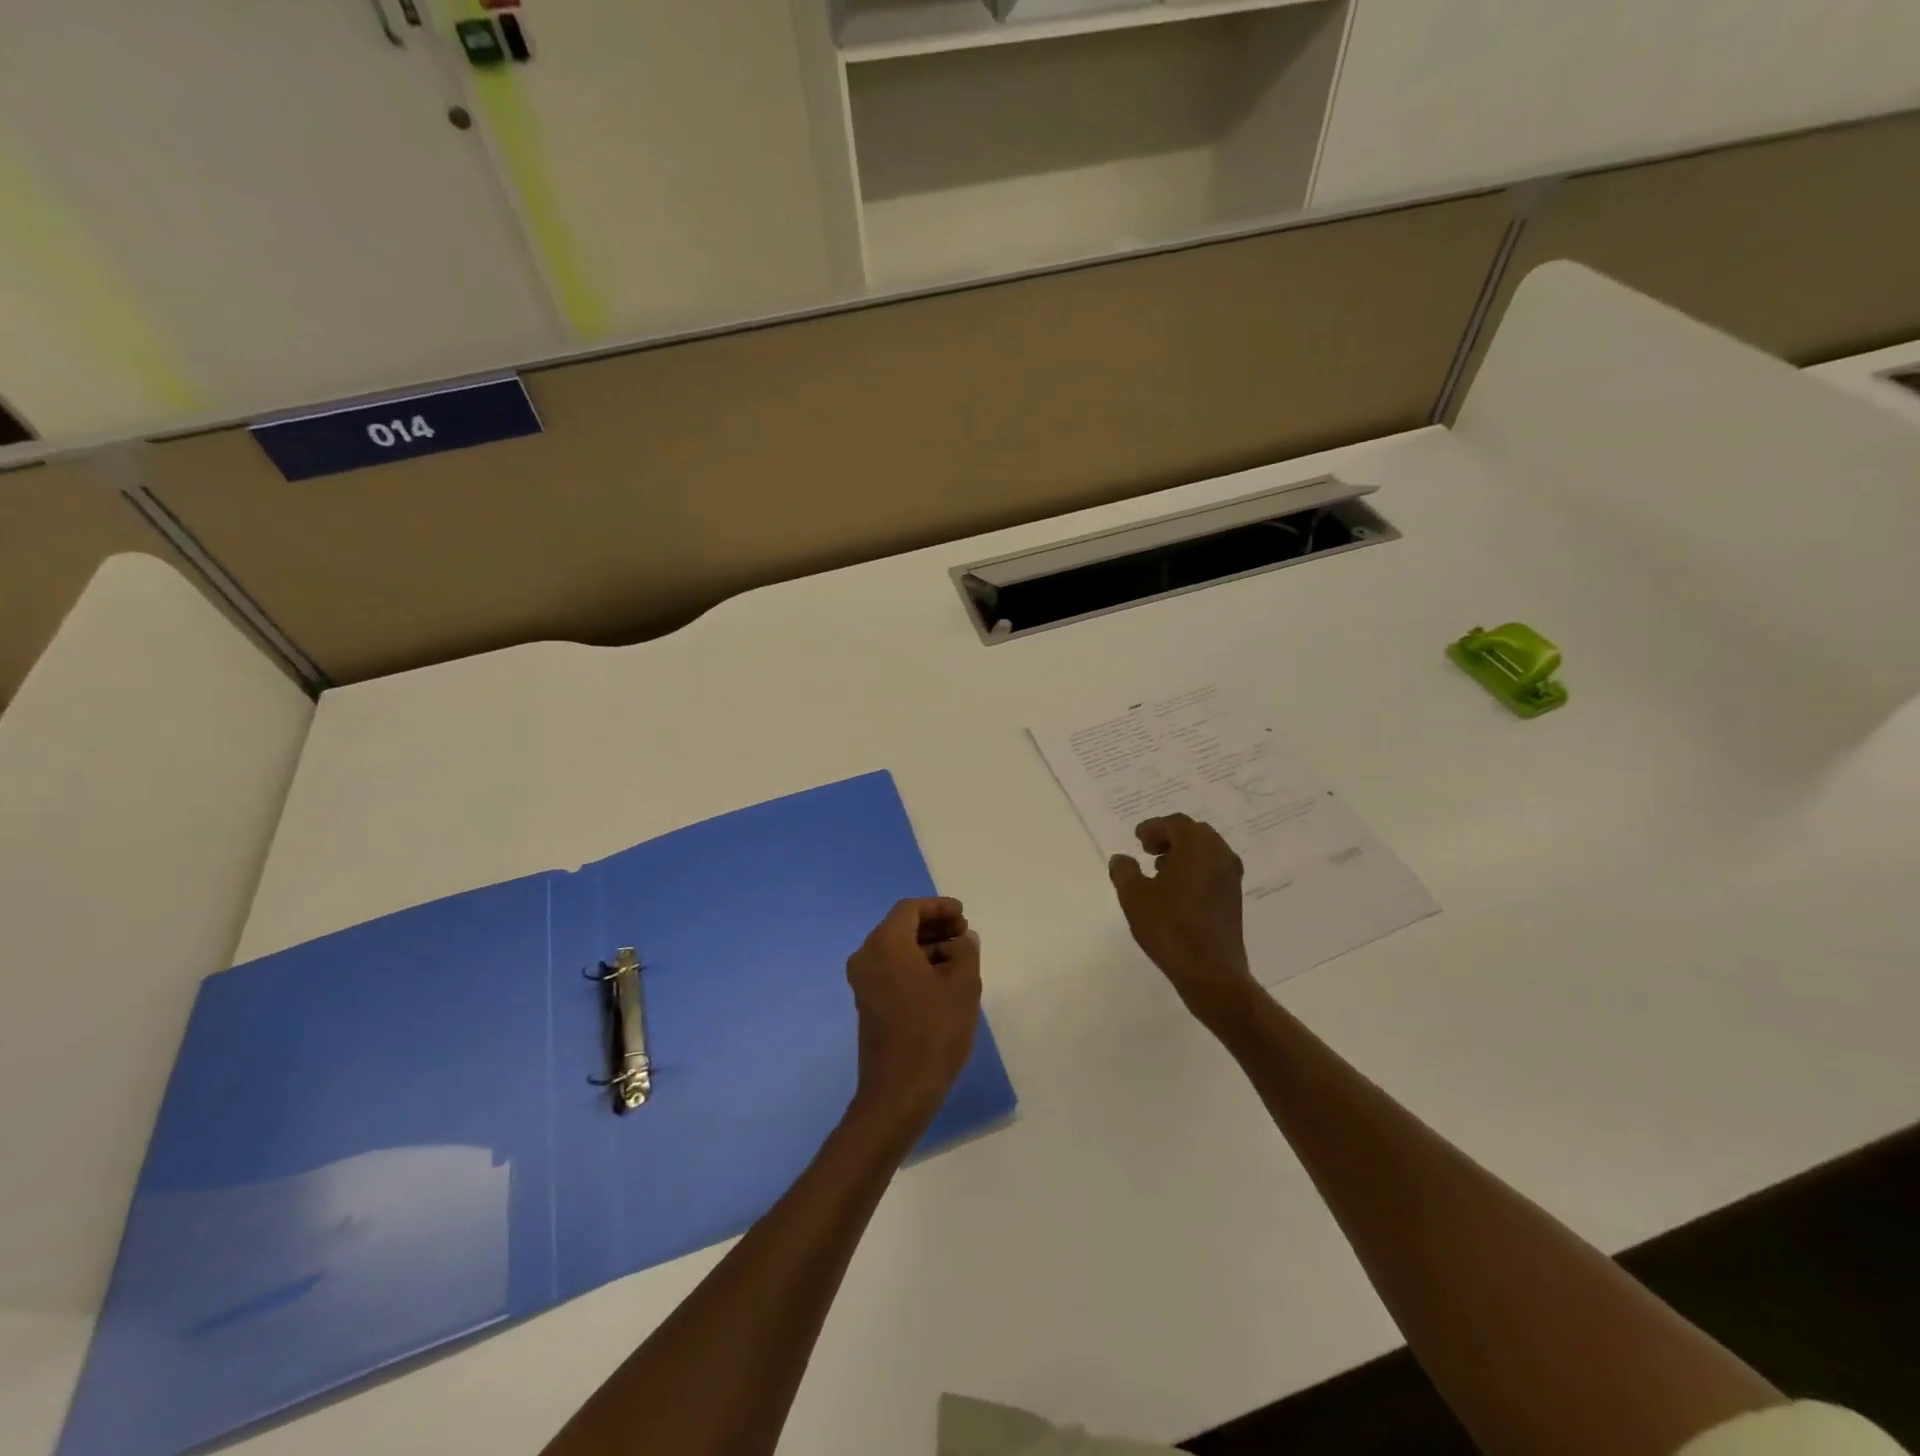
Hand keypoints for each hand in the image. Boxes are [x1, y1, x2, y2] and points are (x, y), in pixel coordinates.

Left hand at [846, 898, 981, 1129]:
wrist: (900, 1091)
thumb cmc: (934, 1031)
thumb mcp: (963, 986)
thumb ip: (966, 952)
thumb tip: (963, 939)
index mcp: (885, 945)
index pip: (910, 909)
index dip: (939, 907)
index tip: (963, 916)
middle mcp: (867, 957)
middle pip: (901, 927)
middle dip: (933, 926)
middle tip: (964, 934)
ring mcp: (863, 982)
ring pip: (896, 949)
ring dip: (926, 947)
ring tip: (960, 957)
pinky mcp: (868, 1003)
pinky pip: (891, 969)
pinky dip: (915, 965)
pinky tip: (942, 978)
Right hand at [1108, 814, 1258, 1026]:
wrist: (1210, 972)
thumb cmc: (1170, 927)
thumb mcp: (1134, 896)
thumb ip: (1124, 871)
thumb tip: (1121, 859)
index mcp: (1198, 847)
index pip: (1176, 824)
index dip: (1154, 827)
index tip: (1137, 839)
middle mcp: (1220, 856)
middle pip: (1195, 834)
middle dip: (1170, 838)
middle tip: (1148, 850)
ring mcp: (1231, 879)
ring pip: (1206, 853)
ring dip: (1183, 855)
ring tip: (1159, 871)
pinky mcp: (1233, 900)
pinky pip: (1213, 872)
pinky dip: (1195, 871)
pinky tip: (1176, 892)